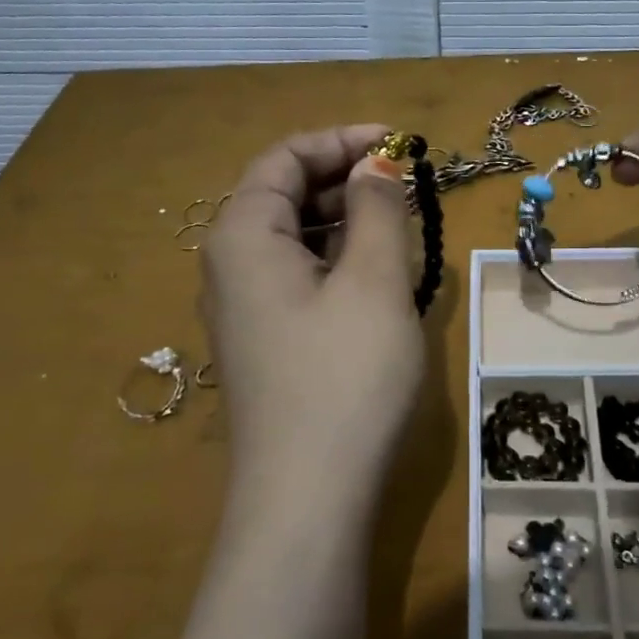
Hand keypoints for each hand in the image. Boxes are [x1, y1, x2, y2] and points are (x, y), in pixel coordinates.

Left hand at [201, 125, 426, 507]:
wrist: (308, 498)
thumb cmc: (344, 376)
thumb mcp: (372, 280)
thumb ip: (376, 209)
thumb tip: (376, 165)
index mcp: (242, 235)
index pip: (284, 157)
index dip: (342, 140)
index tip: (401, 144)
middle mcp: (230, 264)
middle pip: (284, 195)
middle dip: (346, 180)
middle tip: (409, 187)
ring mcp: (245, 308)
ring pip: (295, 239)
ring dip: (347, 222)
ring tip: (403, 228)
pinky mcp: (266, 343)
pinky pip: (299, 278)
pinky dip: (339, 261)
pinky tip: (379, 277)